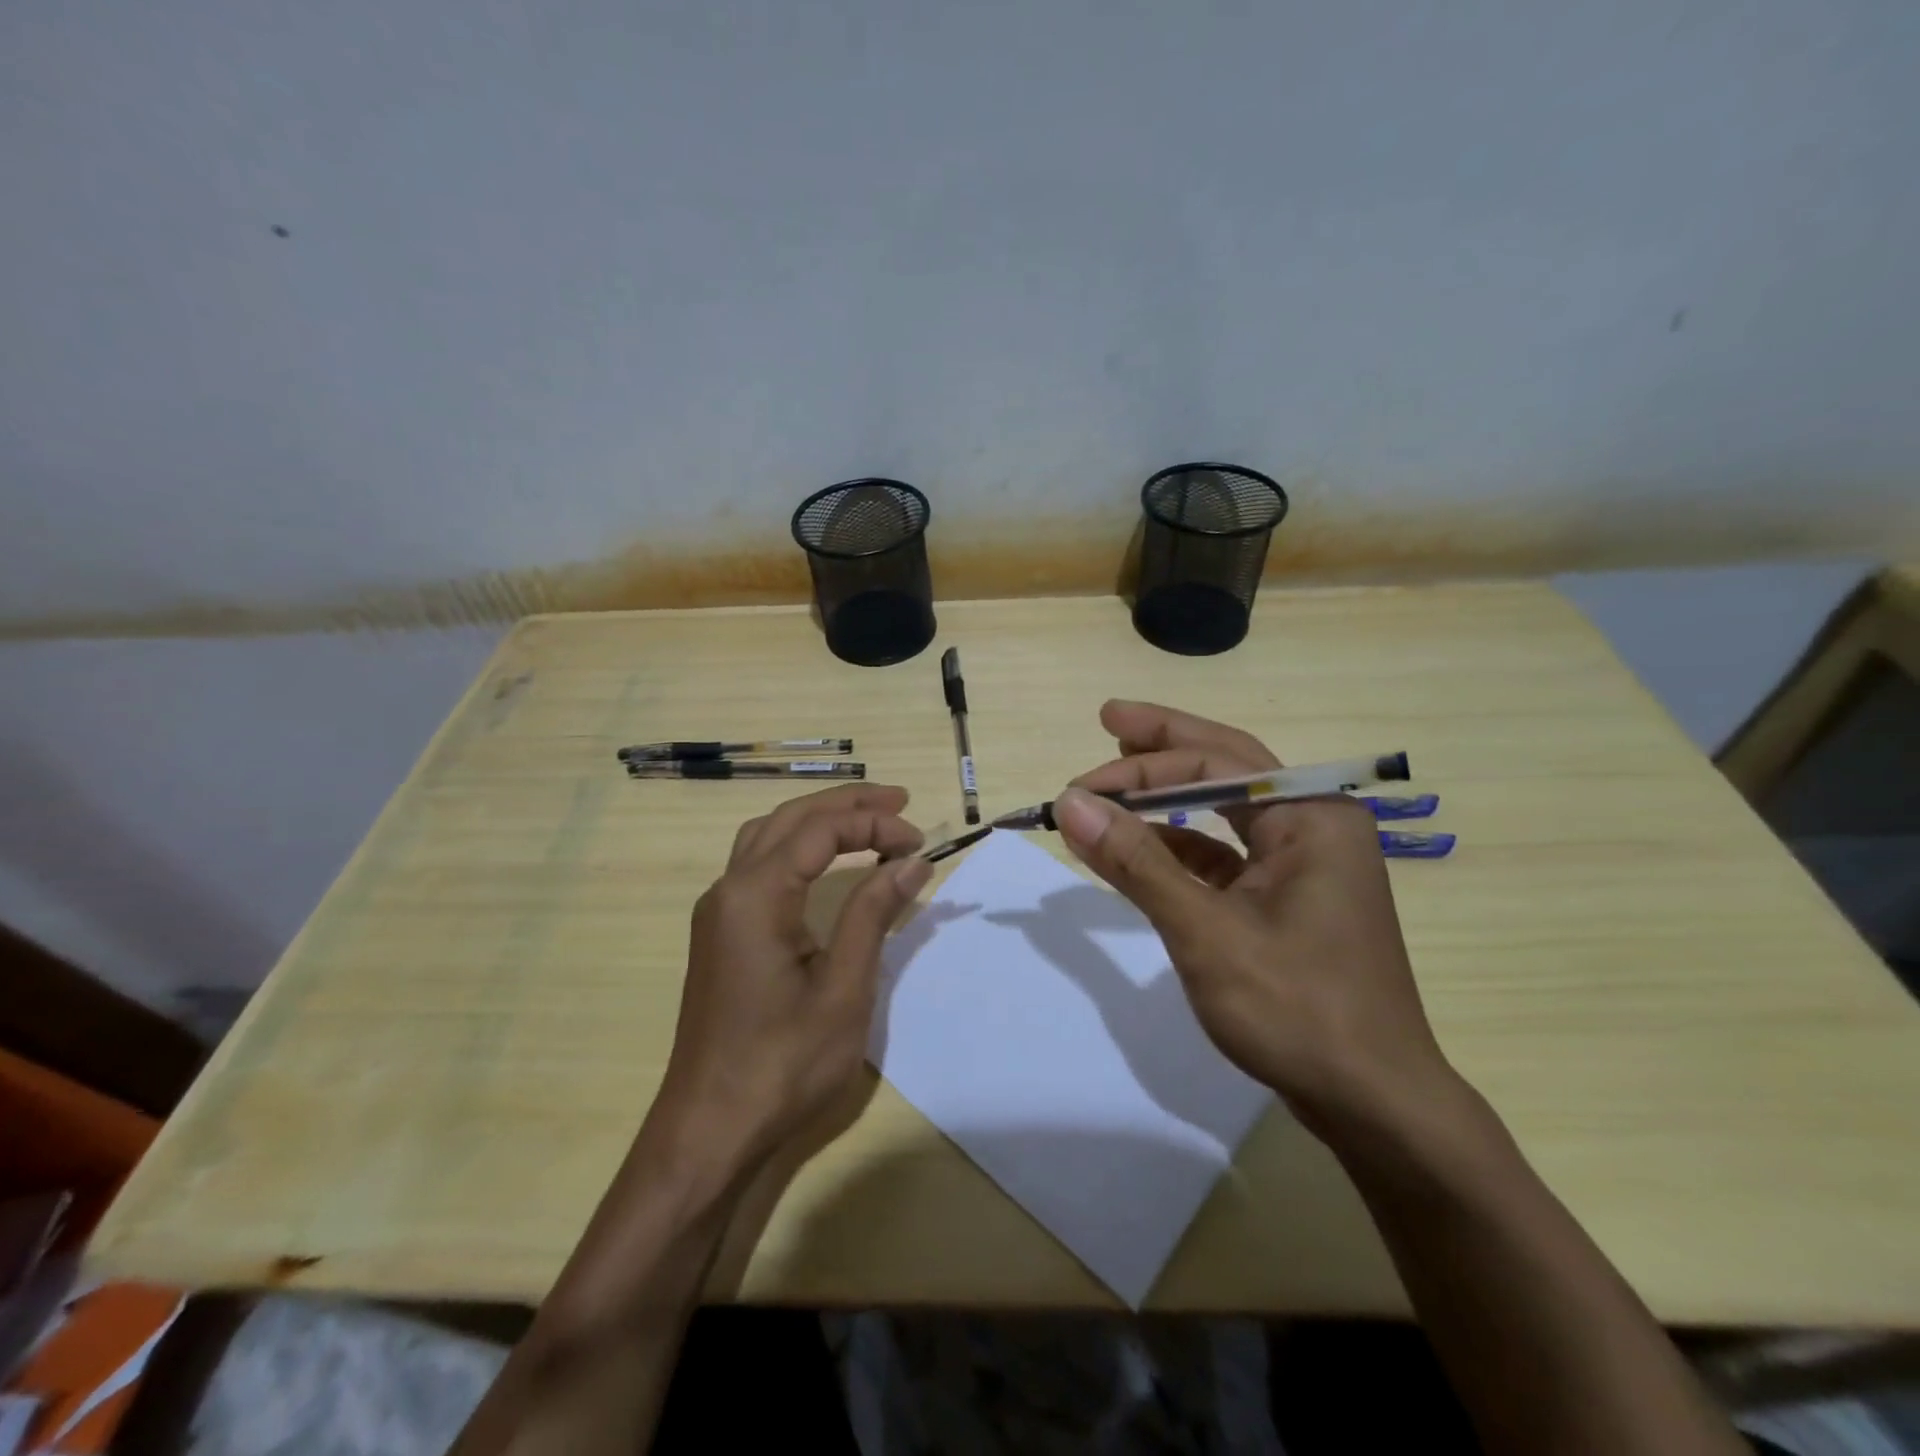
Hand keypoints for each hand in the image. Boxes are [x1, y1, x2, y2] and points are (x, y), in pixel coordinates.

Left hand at [651, 783, 930, 1165]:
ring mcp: (718, 911)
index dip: (873, 824)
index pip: (820, 830)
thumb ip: (873, 913)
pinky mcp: (721, 933)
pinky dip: (798, 845)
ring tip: (867, 818)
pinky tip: (824, 860)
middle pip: (790, 818)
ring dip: (819, 819)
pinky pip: (759, 863)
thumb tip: (912, 861)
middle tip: (900, 801)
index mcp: (755, 895)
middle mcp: (728, 889)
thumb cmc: (783, 1064)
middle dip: (847, 804)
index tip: (920, 842)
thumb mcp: (843, 988)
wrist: (709, 1129)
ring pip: (768, 836)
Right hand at [1055, 701, 1454, 1130]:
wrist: (1374, 1105)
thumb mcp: (1205, 932)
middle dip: (1165, 744)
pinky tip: (1143, 847)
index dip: (1140, 767)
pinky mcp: (1289, 898)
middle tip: (1109, 718)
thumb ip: (1137, 863)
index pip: (1215, 763)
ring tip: (1116, 777)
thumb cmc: (1297, 1009)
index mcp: (1311, 816)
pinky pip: (1227, 852)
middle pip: (1228, 765)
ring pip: (1227, 807)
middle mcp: (1314, 824)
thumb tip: (1070, 804)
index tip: (1078, 788)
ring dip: (1169, 795)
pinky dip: (1182, 844)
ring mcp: (1304, 863)